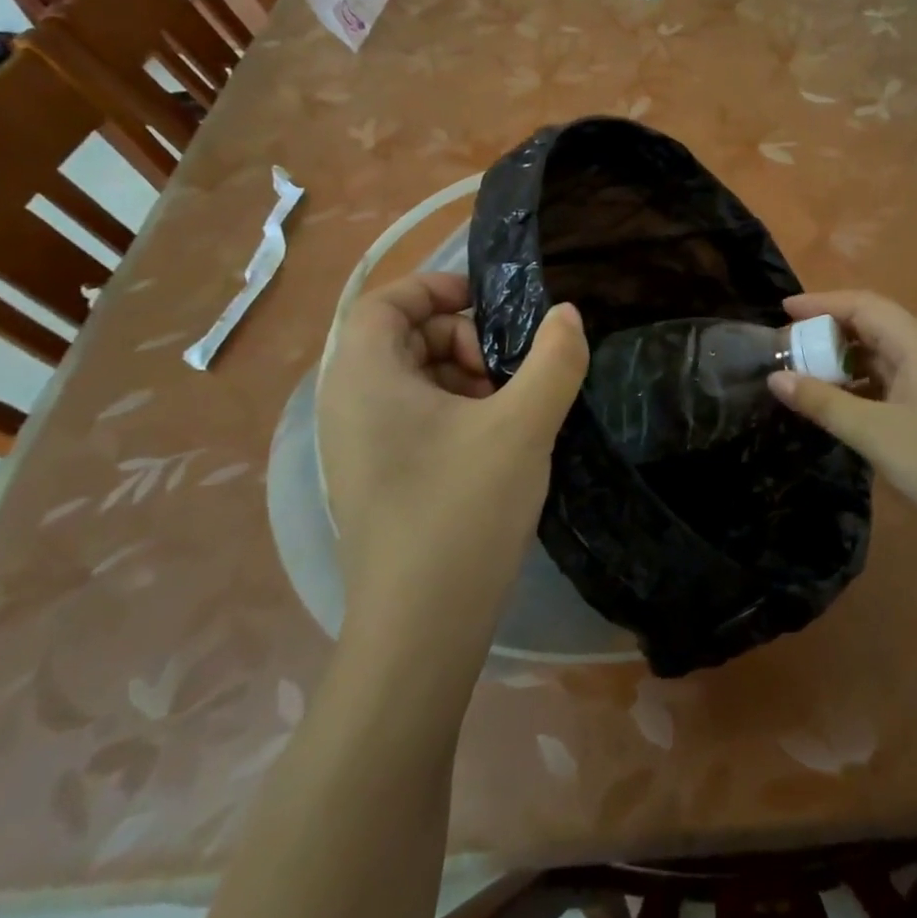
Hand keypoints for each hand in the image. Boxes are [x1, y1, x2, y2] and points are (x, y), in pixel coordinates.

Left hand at [316, 273, 586, 630]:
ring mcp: (358, 447)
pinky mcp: (376, 478)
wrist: (420, 630)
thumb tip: (568, 314)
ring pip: (413, 379)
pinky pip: (412, 418)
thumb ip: (555, 359)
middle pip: (403, 337)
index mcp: (365, 378)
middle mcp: (348, 405)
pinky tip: (495, 444)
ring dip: (465, 377)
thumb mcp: (523, 426)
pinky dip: (455, 412)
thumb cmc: (461, 510)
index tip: (490, 305)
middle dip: (462, 339)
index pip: (386, 300)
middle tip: (508, 371)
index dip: (437, 288)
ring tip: (508, 411)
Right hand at [769, 290, 916, 540]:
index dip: (821, 303)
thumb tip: (776, 378)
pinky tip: (843, 400)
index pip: (863, 305)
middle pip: (873, 324)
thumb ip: (822, 402)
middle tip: (790, 346)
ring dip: (846, 358)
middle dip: (829, 331)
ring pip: (884, 351)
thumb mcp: (873, 432)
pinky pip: (895, 374)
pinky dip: (864, 380)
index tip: (783, 311)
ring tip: (807, 372)